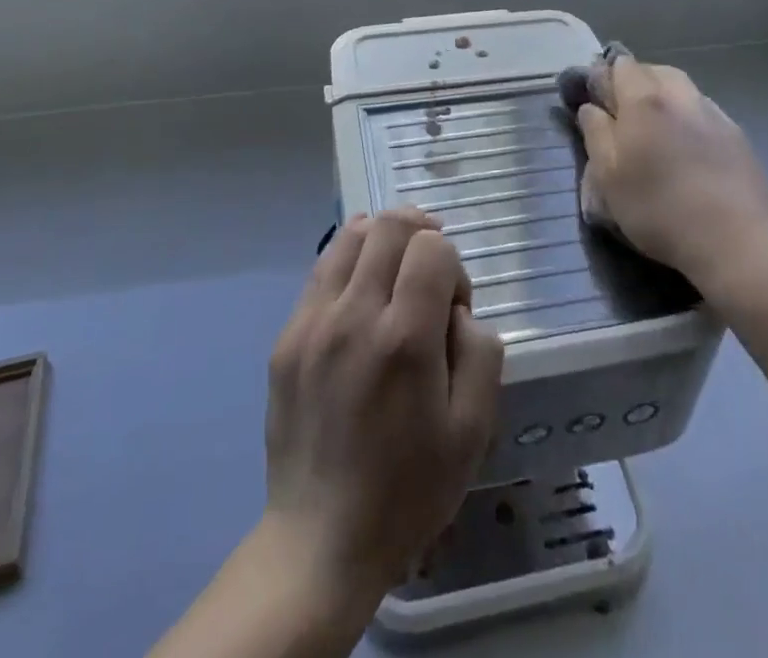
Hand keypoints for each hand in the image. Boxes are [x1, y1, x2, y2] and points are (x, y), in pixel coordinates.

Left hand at [262, 208, 503, 610]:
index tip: (454, 307)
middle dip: (421, 233)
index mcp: (405, 339)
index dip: (453, 265)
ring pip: (351, 235)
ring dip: (382, 238)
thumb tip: (457, 310)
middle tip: (431, 269)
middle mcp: (354, 316)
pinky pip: (321, 269)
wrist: (321, 541)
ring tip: (396, 268)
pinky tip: (361, 291)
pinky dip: (349, 261)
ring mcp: (312, 323)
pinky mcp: (286, 336)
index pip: (432, 248)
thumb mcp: (473, 430)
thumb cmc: (408, 489)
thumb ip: (481, 351)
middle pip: (390, 226)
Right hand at [571, 55, 767, 287]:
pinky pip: (705, 110)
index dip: (605, 76)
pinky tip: (688, 144)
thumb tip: (591, 107)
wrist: (734, 240)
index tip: (597, 99)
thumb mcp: (608, 177)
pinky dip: (689, 116)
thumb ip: (596, 134)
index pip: (621, 66)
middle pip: (654, 70)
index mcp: (644, 100)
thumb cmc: (658, 208)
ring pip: (683, 87)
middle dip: (636, 81)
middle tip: (624, 111)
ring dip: (665, 96)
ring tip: (657, 126)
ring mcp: (713, 113)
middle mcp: (680, 95)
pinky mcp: (737, 135)